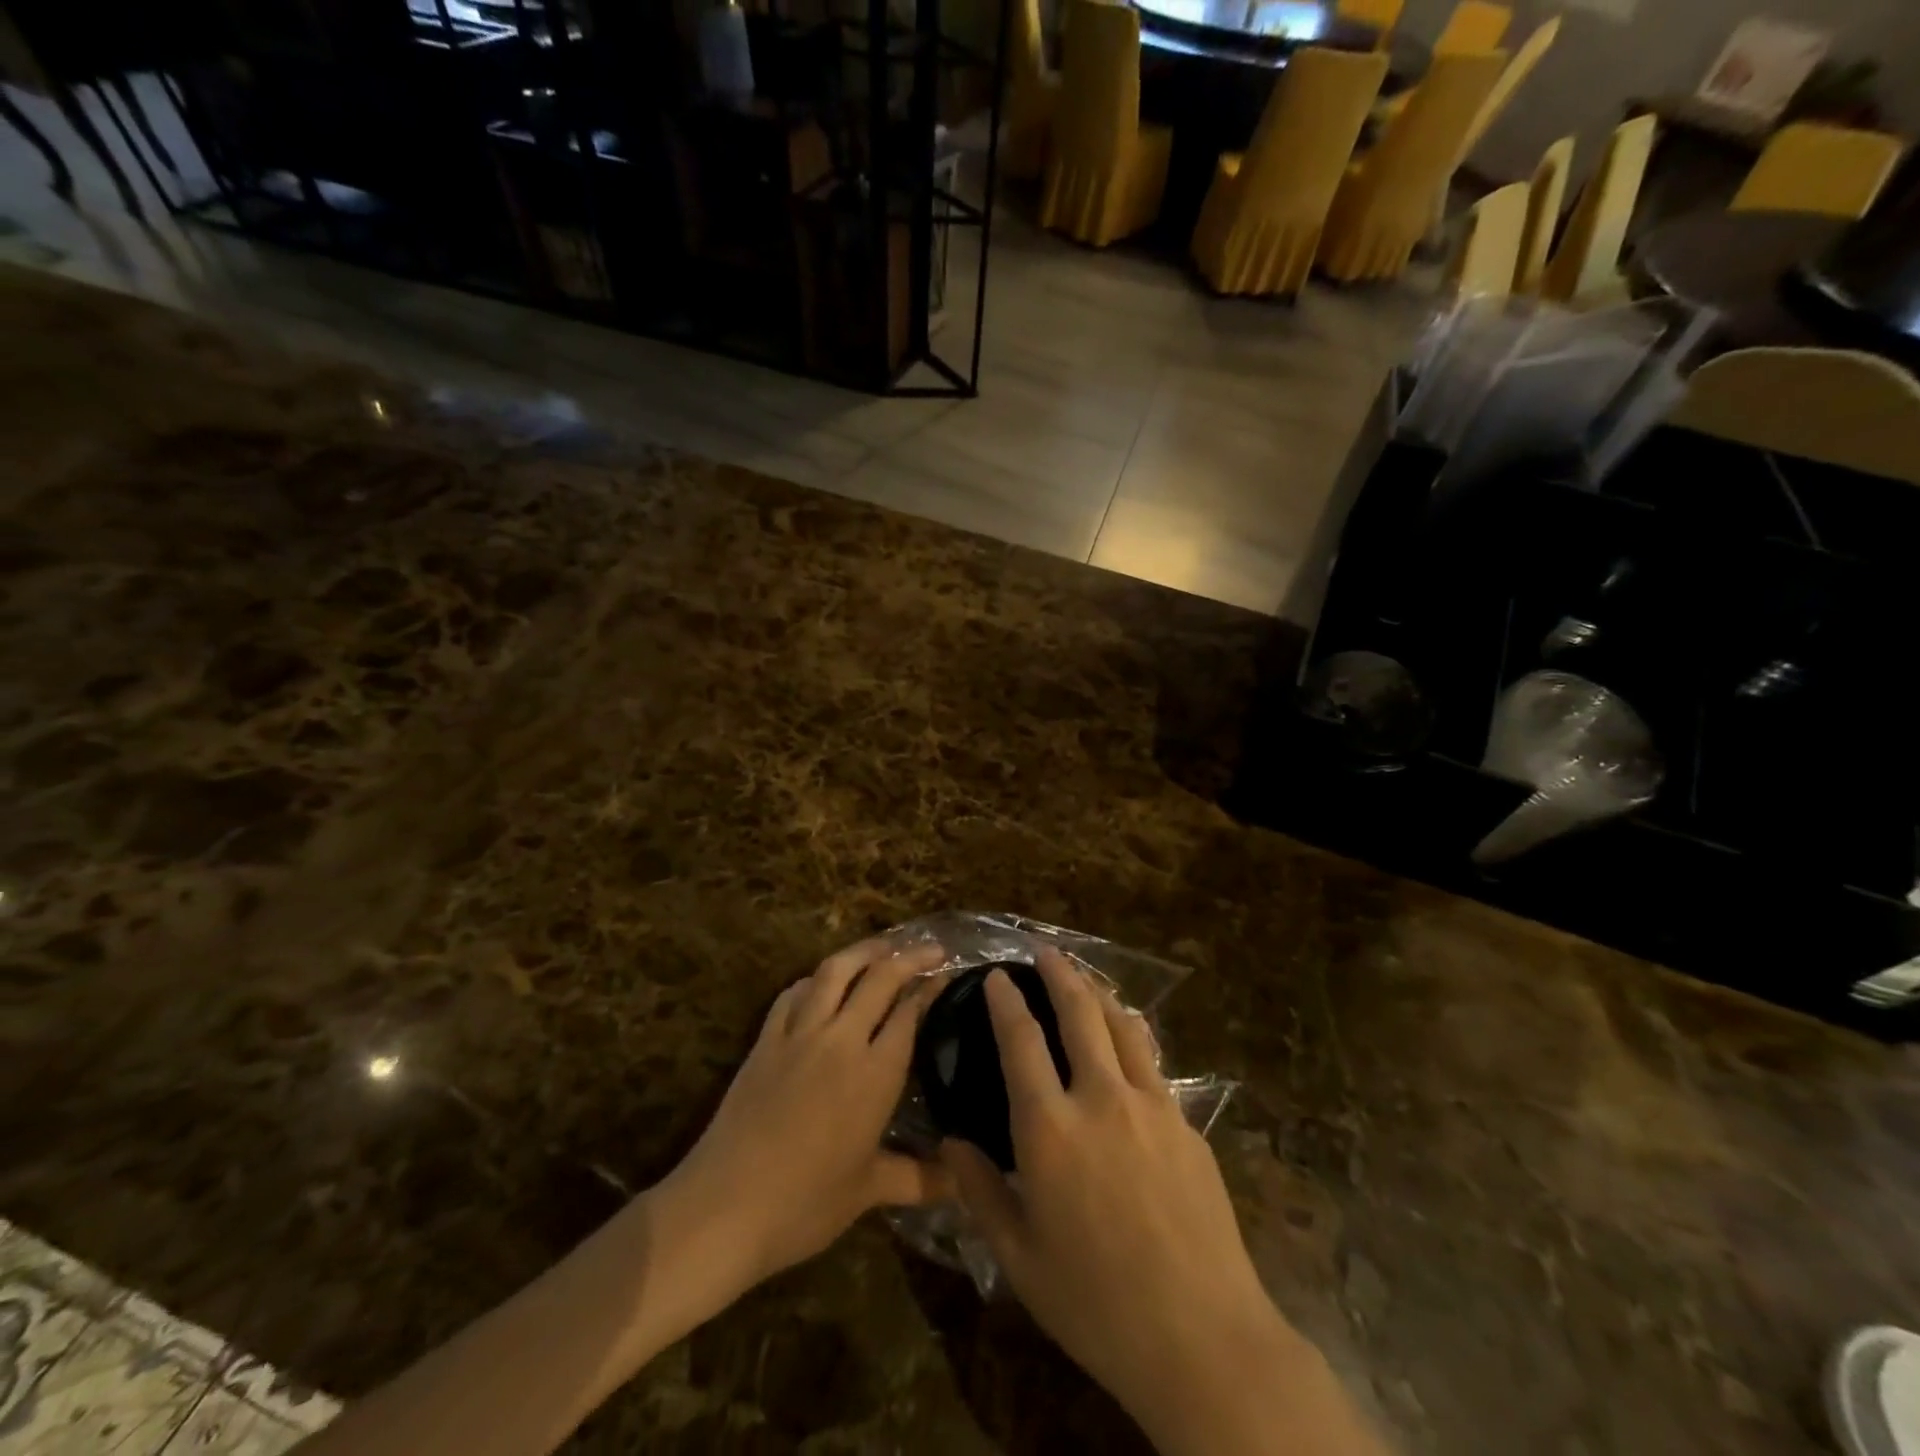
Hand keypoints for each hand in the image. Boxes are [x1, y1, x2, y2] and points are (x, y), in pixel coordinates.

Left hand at [657, 938, 949, 1289]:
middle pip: (880, 978)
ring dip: (863, 951)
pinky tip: (822, 982)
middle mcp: (841, 1039)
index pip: (910, 1012)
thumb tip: (965, 1185)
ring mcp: (798, 1034)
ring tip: (883, 946)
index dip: (932, 987)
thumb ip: (921, 1179)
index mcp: (874, 1073)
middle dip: (910, 957)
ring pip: (835, 971)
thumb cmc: (805, 1203)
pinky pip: (793, 993)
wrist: (725, 1206)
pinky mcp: (765, 1039)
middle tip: (932, 949)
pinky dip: (815, 979)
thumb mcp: (869, 1191)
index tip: (950, 974)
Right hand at [940, 952, 1379, 1455]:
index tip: (996, 976)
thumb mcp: (1019, 1257)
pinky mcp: (1186, 1123)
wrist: (1202, 1337)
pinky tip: (1128, 1037)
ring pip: (1123, 1025)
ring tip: (1085, 977)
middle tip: (1045, 951)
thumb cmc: (1096, 1304)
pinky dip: (1132, 1033)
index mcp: (1050, 1128)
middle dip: (1059, 973)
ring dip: (1099, 993)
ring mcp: (1151, 1105)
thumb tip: (951, 1142)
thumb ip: (979, 1191)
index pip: (1021, 1041)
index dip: (1006, 1002)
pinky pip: (1152, 1061)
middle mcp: (1100, 1098)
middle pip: (1079, 1013)